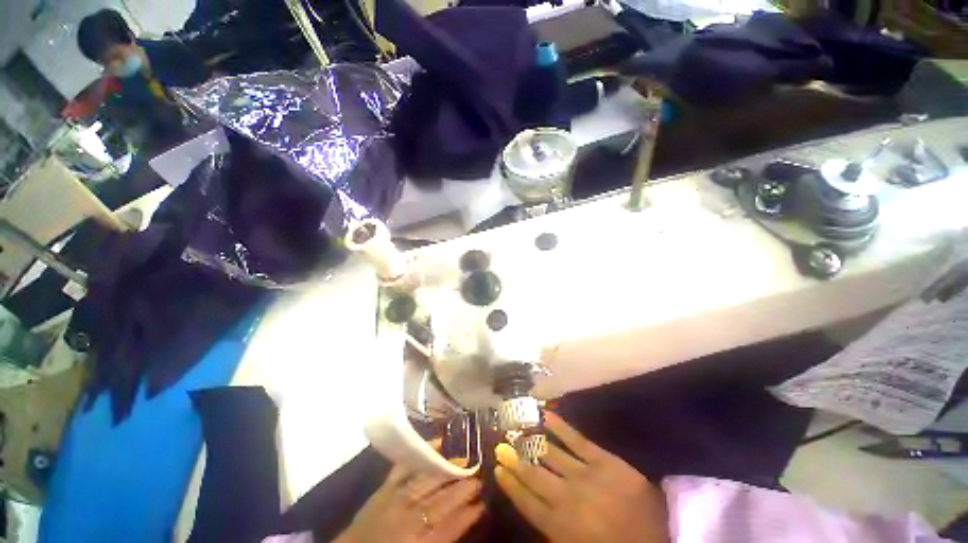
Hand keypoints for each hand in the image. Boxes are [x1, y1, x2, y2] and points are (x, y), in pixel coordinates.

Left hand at [336, 457, 483, 542]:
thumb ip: (441, 535)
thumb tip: (466, 515)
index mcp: (415, 540)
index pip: (448, 527)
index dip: (466, 515)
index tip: (482, 502)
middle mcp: (407, 517)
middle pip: (440, 501)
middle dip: (461, 489)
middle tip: (479, 476)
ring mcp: (395, 498)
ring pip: (427, 482)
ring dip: (448, 471)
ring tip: (465, 461)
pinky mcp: (386, 486)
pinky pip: (405, 466)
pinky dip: (421, 453)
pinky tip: (438, 442)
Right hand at [494, 411, 668, 542]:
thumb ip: (554, 527)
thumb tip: (534, 502)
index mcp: (559, 526)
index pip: (525, 500)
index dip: (509, 483)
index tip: (497, 468)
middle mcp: (566, 498)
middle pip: (533, 475)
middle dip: (515, 460)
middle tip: (501, 445)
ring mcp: (585, 476)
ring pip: (550, 455)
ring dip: (531, 442)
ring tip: (517, 431)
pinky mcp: (604, 461)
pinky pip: (576, 440)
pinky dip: (559, 426)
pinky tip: (546, 415)